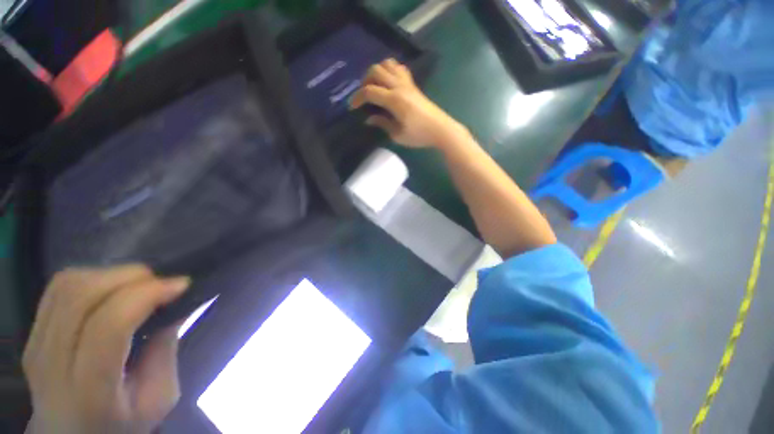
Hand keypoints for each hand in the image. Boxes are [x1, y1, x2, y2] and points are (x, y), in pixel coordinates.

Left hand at [23, 265, 190, 433]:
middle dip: (131, 277)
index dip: (146, 294)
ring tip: (139, 286)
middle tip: (162, 284)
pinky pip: (59, 289)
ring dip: (112, 275)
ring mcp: (36, 344)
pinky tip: (112, 291)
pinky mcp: (32, 333)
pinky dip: (92, 278)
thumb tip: (175, 305)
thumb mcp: (158, 398)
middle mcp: (53, 362)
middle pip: (82, 296)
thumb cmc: (123, 425)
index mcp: (89, 390)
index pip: (108, 325)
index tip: (182, 284)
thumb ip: (165, 351)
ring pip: (68, 285)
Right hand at [350, 58, 465, 148]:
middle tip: (364, 96)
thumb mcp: (397, 135)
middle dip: (365, 81)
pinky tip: (389, 84)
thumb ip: (382, 124)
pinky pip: (400, 69)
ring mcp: (408, 83)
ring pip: (388, 64)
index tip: (352, 107)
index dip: (358, 98)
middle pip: (376, 70)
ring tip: (375, 87)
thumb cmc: (419, 136)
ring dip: (378, 72)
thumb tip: (369, 118)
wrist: (441, 130)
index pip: (370, 91)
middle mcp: (399, 86)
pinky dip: (390, 71)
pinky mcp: (413, 85)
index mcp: (394, 100)